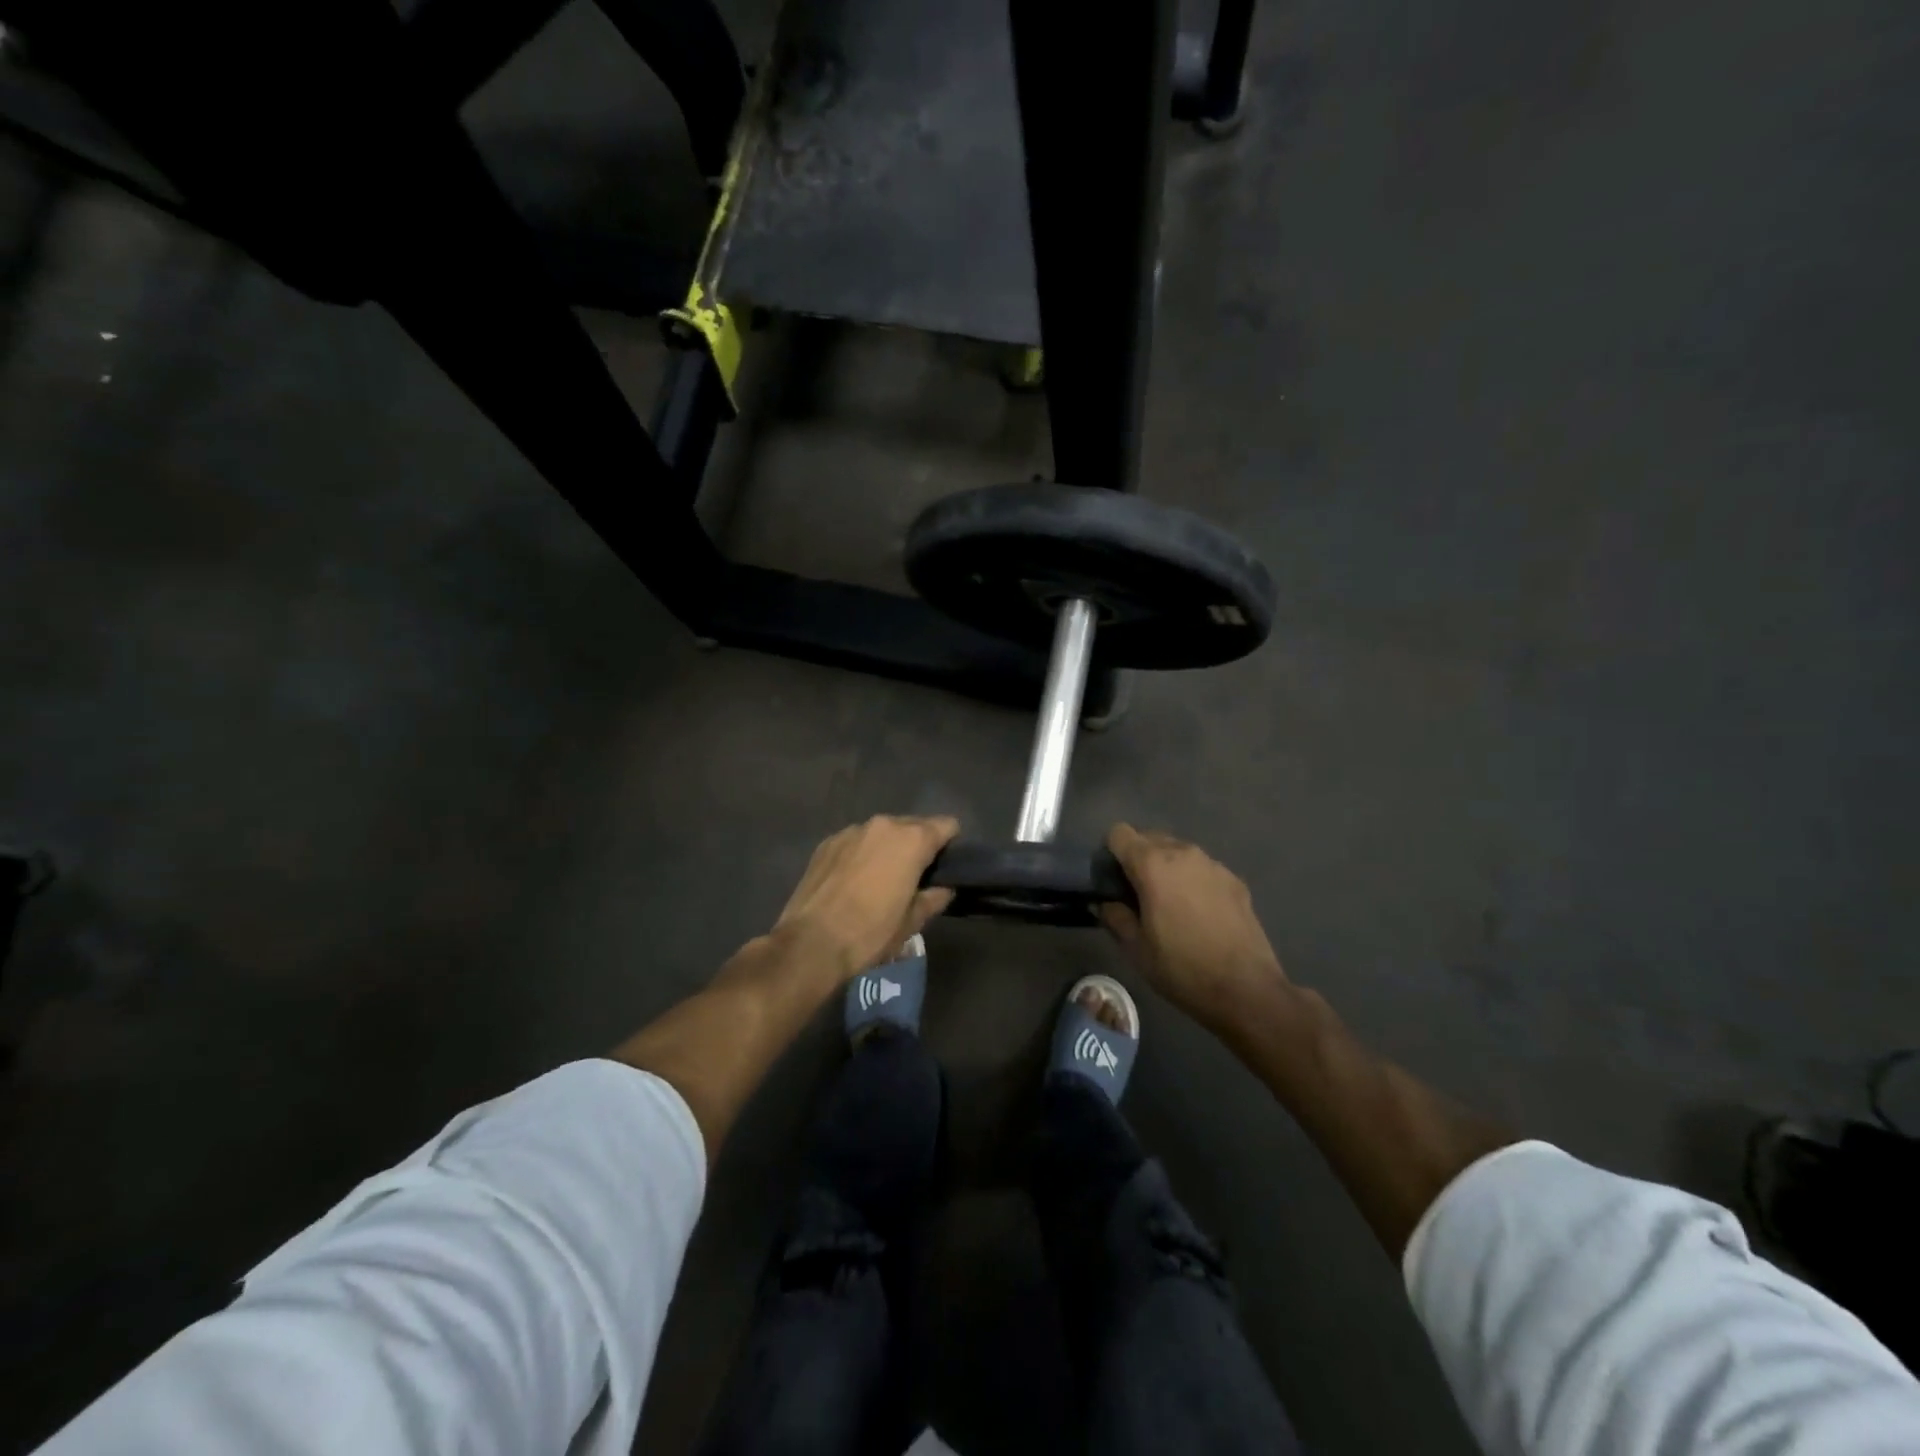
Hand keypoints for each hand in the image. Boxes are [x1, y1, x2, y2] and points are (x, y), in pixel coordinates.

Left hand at [773, 815, 959, 981]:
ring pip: (882, 833)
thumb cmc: (870, 933)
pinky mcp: (827, 842)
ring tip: (881, 879)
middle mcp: (883, 825)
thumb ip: (933, 899)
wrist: (811, 943)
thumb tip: (944, 889)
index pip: (947, 825)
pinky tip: (853, 881)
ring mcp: (852, 831)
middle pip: (913, 825)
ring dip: (888, 849)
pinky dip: (861, 854)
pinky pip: (856, 842)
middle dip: (918, 846)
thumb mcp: (911, 923)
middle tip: (914, 877)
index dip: (951, 844)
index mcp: (911, 840)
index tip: (946, 866)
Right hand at [1102, 823, 1288, 1028]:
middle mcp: (1183, 853)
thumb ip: (1114, 916)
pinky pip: (1202, 868)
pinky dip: (1193, 880)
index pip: (1119, 833)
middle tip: (1138, 894)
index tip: (1112, 880)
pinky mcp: (1235, 880)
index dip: (1110, 853)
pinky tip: (1200, 914)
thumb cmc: (1182, 968)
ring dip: (1167, 868)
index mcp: (1152, 864)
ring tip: (1170, 904)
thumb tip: (1105, 903)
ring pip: (1178, 851)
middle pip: (1150, 837)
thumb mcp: (1135, 948)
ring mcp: (1213, 864)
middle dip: (1138, 858)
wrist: (1246, 990)